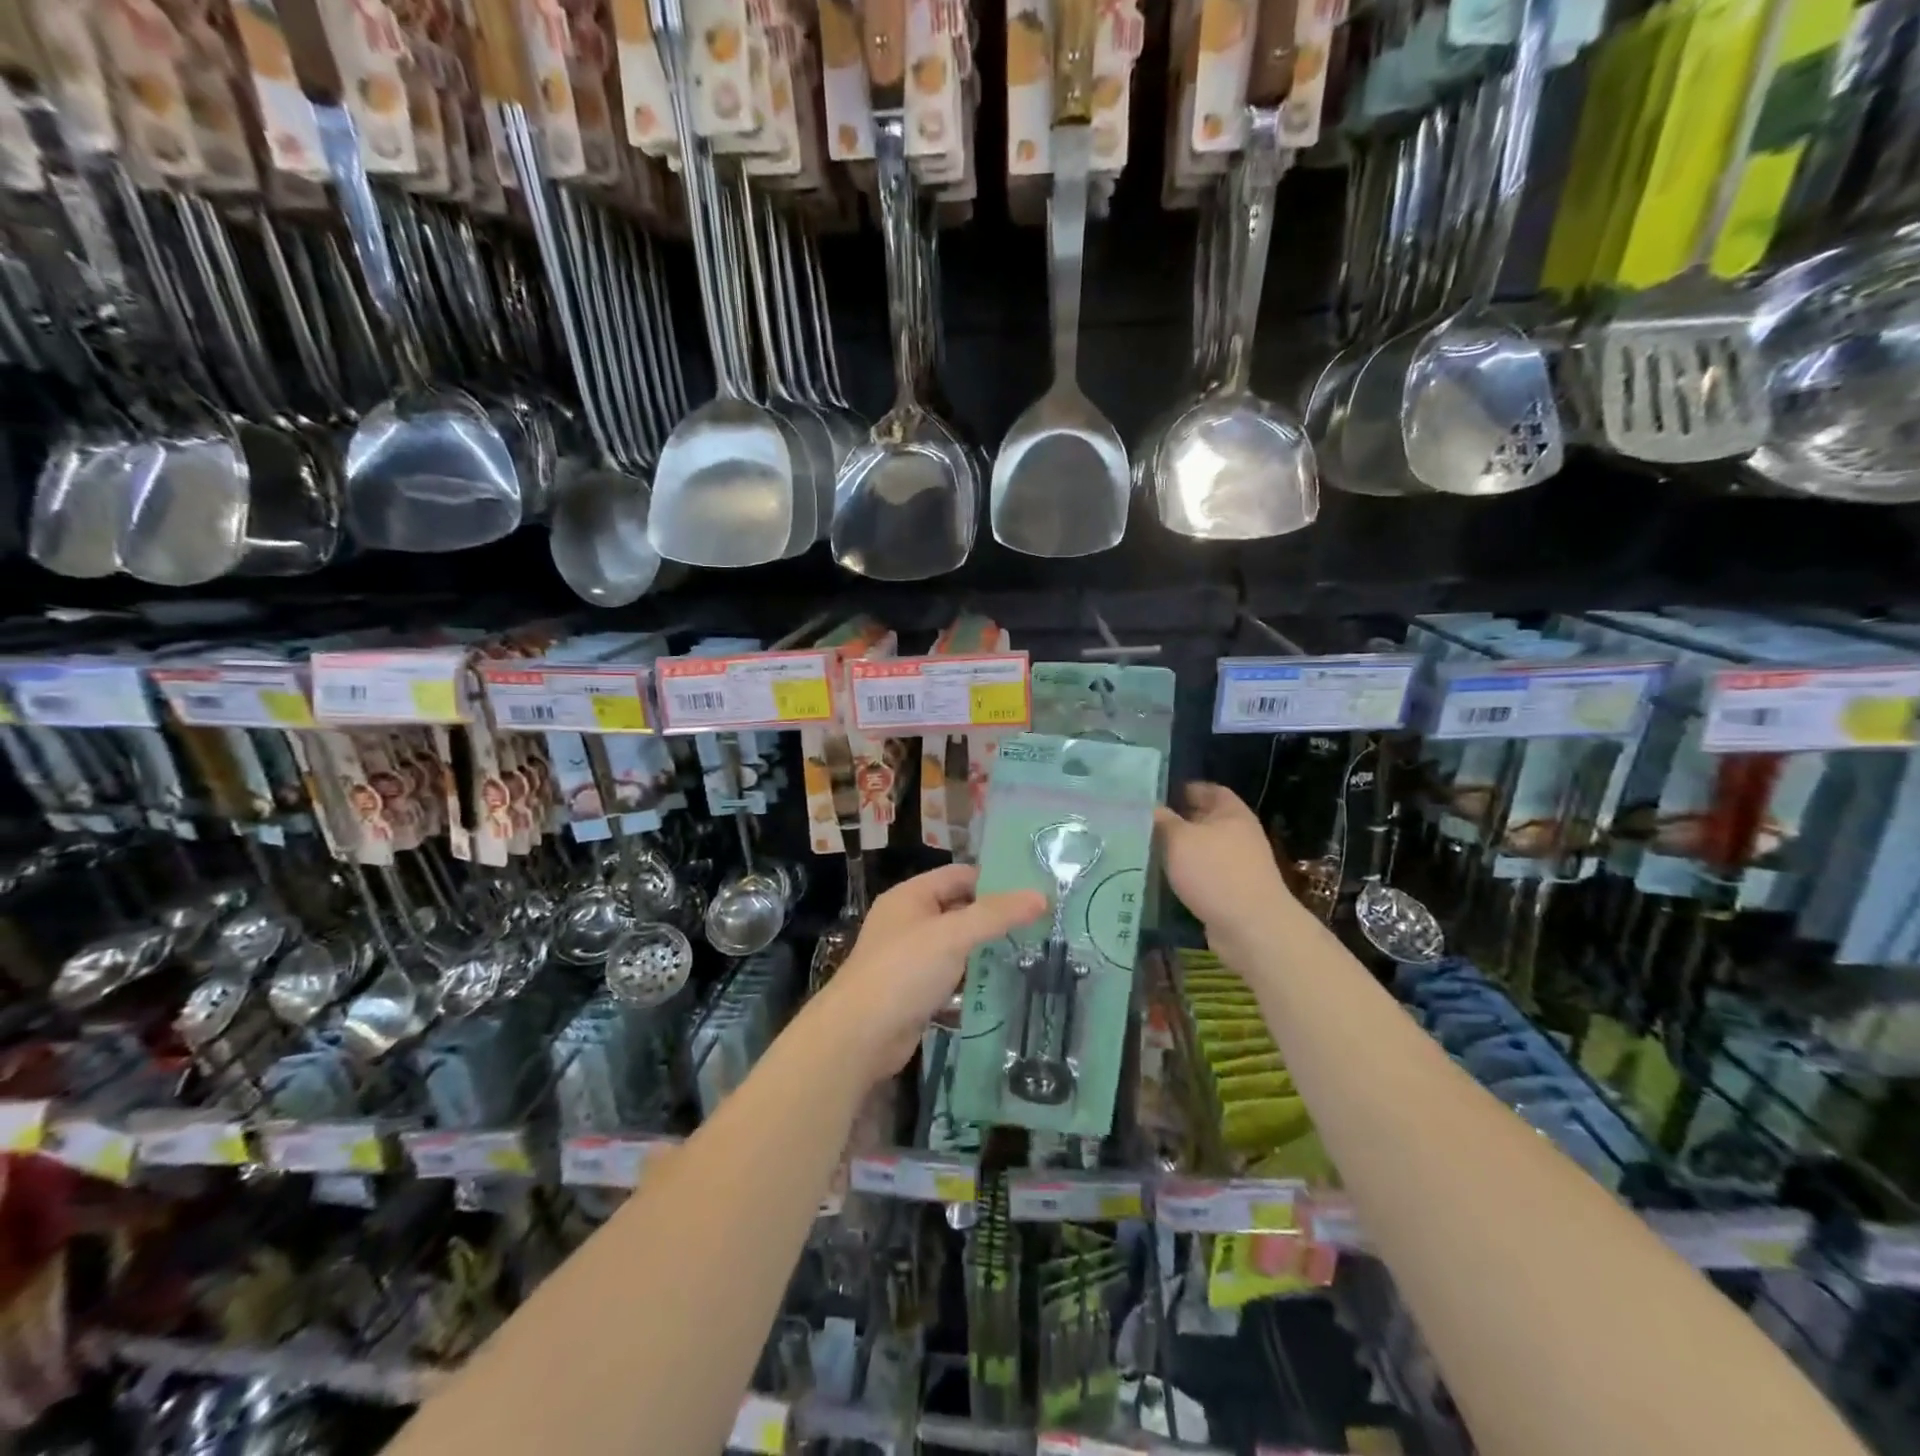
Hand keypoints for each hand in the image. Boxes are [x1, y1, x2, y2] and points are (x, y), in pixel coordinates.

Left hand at [815, 865, 1045, 1082]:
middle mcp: (908, 920)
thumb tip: (1042, 896)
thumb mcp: (952, 935)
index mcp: (910, 896)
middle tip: (1040, 922)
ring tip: (1031, 949)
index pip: (959, 875)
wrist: (859, 1036)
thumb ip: (996, 915)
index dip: (995, 880)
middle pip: (958, 908)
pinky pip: (950, 974)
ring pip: (955, 943)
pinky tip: (1002, 981)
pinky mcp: (914, 990)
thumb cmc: (903, 971)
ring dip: (985, 947)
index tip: (1034, 891)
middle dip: (994, 915)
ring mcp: (909, 957)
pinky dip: (972, 975)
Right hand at [1155, 783, 1297, 951]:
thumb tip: (1150, 807)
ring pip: (1201, 848)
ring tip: (1145, 848)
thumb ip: (1162, 820)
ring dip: (1178, 849)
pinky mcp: (1231, 889)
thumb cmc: (1215, 872)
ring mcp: (1237, 863)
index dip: (1182, 788)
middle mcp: (1238, 833)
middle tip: (1141, 821)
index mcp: (1231, 812)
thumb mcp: (1180, 839)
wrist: (1252, 927)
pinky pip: (1203, 872)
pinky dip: (1185, 872)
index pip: (1206, 789)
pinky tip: (1162, 876)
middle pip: (1203, 819)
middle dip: (1175, 820)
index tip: (1153, 794)